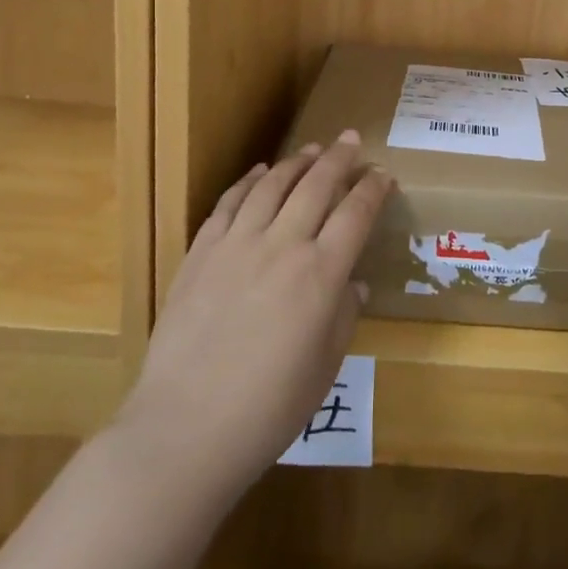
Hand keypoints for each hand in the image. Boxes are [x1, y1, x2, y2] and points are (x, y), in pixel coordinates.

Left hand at [115, 131, 392, 505]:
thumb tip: (354, 284)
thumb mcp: (325, 368)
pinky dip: (248, 181)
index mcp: (321, 275)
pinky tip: (260, 172)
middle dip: (339, 159)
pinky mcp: (201, 253)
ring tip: (312, 149)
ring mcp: (237, 245)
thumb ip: (344, 316)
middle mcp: (283, 246)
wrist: (184, 429)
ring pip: (272, 185)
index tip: (382, 174)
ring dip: (296, 162)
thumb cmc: (268, 409)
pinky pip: (229, 203)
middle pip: (317, 186)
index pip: (355, 215)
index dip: (372, 189)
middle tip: (350, 139)